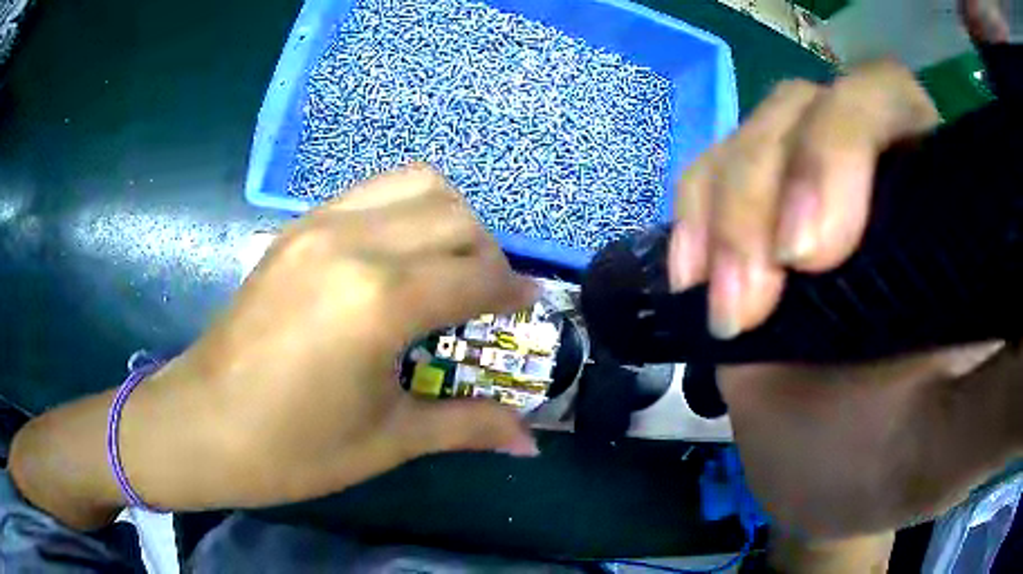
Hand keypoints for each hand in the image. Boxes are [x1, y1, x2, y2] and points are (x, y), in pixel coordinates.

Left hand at [10, 164, 538, 528]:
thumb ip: (467, 427)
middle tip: (485, 298)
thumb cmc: (292, 448)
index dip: (513, 295)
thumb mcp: (387, 441)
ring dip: (448, 219)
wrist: (201, 425)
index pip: (477, 277)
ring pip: (416, 184)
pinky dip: (405, 211)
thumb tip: (531, 444)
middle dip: (488, 254)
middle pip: (457, 217)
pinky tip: (397, 258)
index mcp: (379, 301)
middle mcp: (355, 243)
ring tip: (445, 268)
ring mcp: (319, 225)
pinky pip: (372, 192)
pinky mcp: (296, 227)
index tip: (527, 312)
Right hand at [668, 61, 1022, 539]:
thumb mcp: (945, 448)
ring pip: (748, 136)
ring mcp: (800, 193)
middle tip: (754, 296)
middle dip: (766, 186)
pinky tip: (689, 278)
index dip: (845, 142)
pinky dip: (690, 215)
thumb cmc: (884, 471)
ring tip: (723, 308)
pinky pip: (707, 175)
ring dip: (722, 214)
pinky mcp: (749, 223)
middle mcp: (870, 177)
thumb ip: (997, 402)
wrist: (817, 482)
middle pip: (804, 104)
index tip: (814, 256)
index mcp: (936, 209)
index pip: (890, 99)